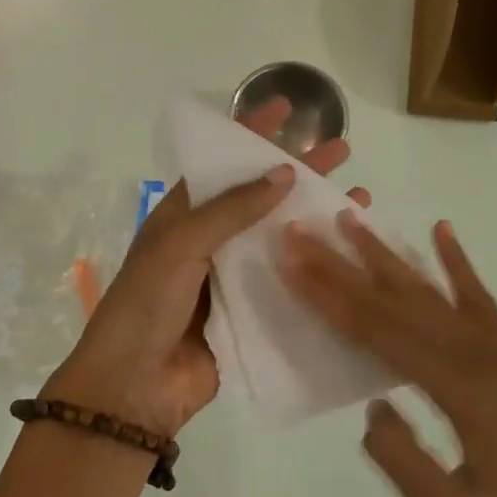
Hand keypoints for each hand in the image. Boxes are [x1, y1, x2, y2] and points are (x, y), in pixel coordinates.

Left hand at [46, 100, 367, 437]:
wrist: (135, 386)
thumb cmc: (147, 303)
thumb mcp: (180, 245)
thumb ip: (231, 210)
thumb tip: (285, 173)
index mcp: (183, 217)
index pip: (223, 166)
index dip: (252, 136)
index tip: (286, 109)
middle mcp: (210, 242)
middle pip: (261, 198)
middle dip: (300, 173)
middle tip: (342, 151)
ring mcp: (232, 279)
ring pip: (280, 239)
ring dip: (316, 219)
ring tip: (362, 199)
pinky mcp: (251, 314)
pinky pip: (287, 283)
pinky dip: (316, 267)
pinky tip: (350, 256)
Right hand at [279, 213, 496, 496]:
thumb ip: (401, 457)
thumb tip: (372, 406)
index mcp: (463, 392)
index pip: (380, 332)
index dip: (330, 296)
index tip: (292, 261)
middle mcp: (483, 358)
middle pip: (399, 302)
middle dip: (345, 264)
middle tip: (303, 230)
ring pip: (434, 294)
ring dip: (389, 256)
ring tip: (355, 218)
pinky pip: (481, 302)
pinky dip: (459, 266)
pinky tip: (443, 233)